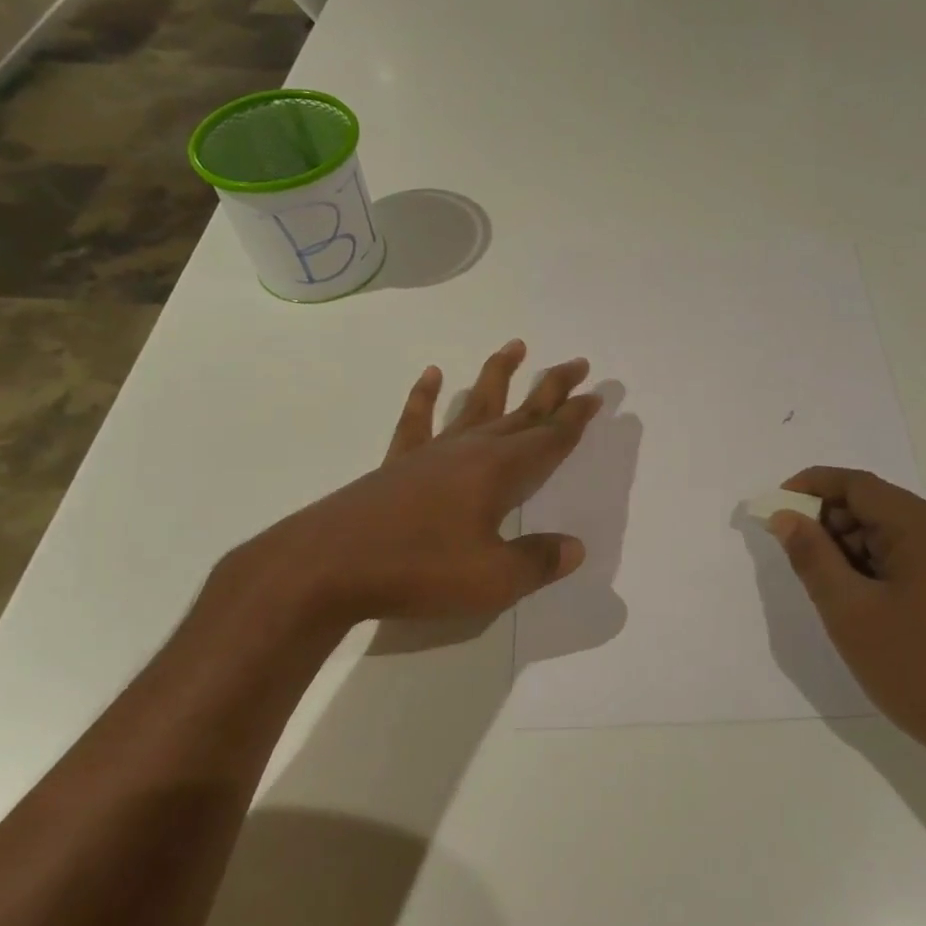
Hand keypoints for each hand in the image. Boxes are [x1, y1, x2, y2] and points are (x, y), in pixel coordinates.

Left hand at [213, 341, 601, 631]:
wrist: (329, 565)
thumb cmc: (419, 569)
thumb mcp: (492, 579)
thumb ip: (537, 561)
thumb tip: (575, 547)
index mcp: (500, 472)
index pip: (550, 438)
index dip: (576, 418)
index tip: (597, 394)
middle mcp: (471, 450)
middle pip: (521, 411)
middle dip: (552, 388)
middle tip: (577, 363)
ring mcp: (432, 453)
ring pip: (473, 403)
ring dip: (497, 375)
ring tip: (515, 345)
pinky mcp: (397, 463)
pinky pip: (416, 421)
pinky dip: (424, 396)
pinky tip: (430, 374)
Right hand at [768, 467, 925, 785]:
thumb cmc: (917, 670)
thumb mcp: (849, 612)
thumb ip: (812, 556)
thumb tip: (786, 517)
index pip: (859, 485)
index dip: (812, 486)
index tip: (776, 507)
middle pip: (878, 505)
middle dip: (830, 521)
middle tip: (795, 552)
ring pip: (894, 532)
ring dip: (852, 546)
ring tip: (824, 584)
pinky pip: (913, 557)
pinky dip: (878, 565)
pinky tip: (859, 599)